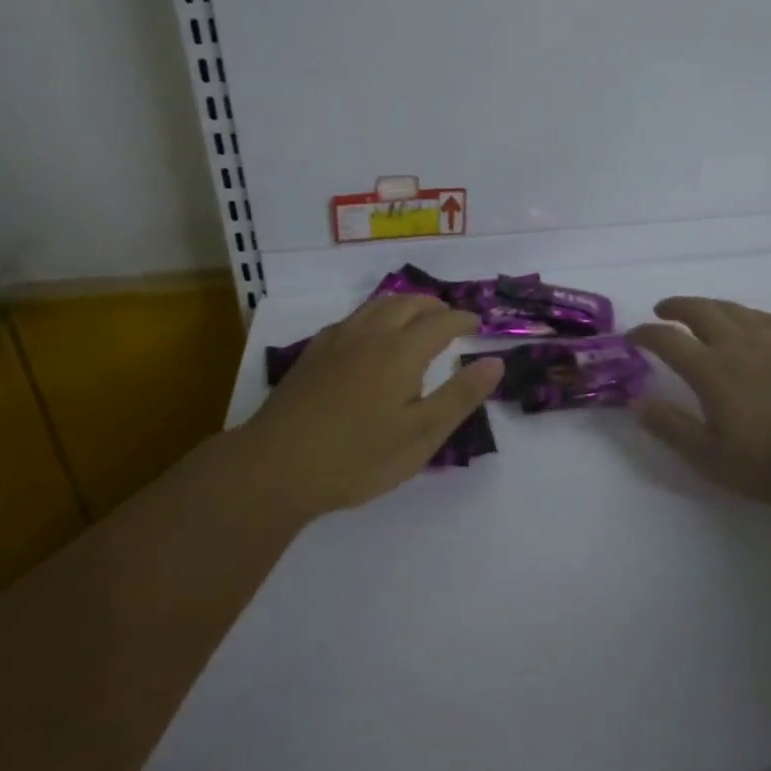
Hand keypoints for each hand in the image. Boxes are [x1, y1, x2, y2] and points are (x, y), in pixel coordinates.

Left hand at [246, 295, 502, 517]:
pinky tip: (369, 335)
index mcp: (401, 351)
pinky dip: (375, 315)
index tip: (477, 325)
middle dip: (434, 306)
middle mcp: (371, 334)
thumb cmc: (356, 457)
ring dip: (404, 304)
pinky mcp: (313, 354)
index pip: (441, 322)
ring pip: (377, 305)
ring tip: (416, 317)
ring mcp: (337, 341)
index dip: (463, 320)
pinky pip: (353, 318)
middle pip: (408, 304)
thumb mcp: (420, 435)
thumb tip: (495, 362)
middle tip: (450, 318)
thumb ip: (460, 396)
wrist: (275, 467)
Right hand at [629, 297, 770, 509]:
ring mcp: (769, 339)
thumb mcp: (713, 458)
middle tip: (661, 311)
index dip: (646, 334)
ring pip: (729, 307)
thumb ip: (673, 427)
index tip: (633, 337)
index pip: (668, 339)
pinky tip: (741, 320)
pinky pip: (758, 315)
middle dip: (674, 307)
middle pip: (698, 310)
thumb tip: (637, 403)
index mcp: (711, 369)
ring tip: (696, 311)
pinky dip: (739, 312)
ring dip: (705, 305)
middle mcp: (736, 343)